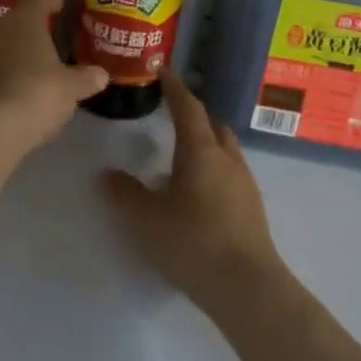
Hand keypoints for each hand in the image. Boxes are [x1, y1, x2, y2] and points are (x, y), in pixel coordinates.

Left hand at [0, 0, 107, 156]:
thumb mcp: (70, 89)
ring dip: (12, 53)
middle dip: (31, 30)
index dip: (50, 0)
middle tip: (48, 46)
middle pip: (16, 20)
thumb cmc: (35, 95)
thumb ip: (86, 78)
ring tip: (29, 72)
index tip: (59, 6)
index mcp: (24, 21)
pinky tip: (9, 92)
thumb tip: (101, 74)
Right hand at [102, 72, 286, 317]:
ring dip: (206, 143)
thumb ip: (125, 194)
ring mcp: (244, 184)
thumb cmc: (194, 243)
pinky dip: (214, 168)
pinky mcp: (252, 209)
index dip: (175, 88)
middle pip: (212, 124)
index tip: (164, 71)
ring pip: (225, 149)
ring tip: (182, 154)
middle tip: (172, 113)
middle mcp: (226, 159)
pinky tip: (198, 191)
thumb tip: (107, 175)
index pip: (188, 107)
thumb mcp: (147, 220)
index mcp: (201, 151)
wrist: (249, 289)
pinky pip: (230, 173)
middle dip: (194, 115)